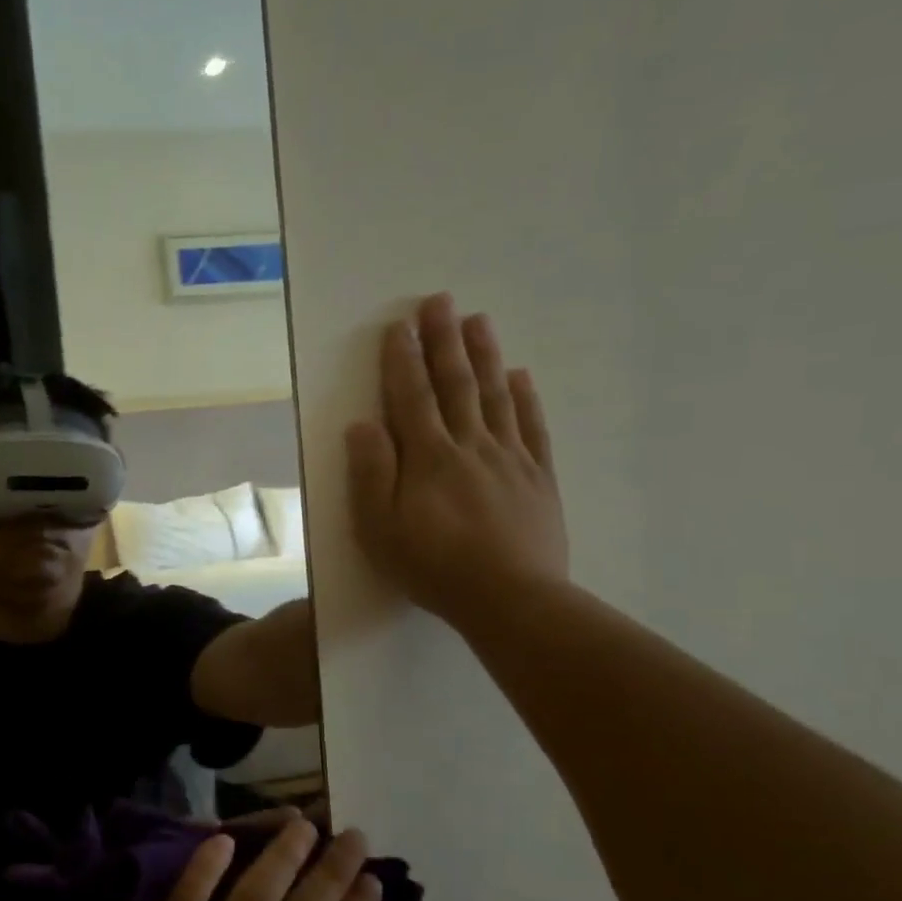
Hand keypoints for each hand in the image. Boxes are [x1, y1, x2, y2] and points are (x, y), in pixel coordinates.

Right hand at [346, 292, 569, 629]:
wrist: (510, 599)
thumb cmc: (434, 567)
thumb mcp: (381, 529)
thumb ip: (372, 474)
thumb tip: (363, 425)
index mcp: (428, 458)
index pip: (411, 398)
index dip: (402, 361)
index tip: (399, 326)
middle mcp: (470, 446)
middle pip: (455, 384)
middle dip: (444, 341)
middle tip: (440, 301)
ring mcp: (509, 459)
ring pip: (495, 396)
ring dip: (484, 355)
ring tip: (478, 320)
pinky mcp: (538, 478)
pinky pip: (532, 427)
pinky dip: (525, 398)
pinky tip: (520, 375)